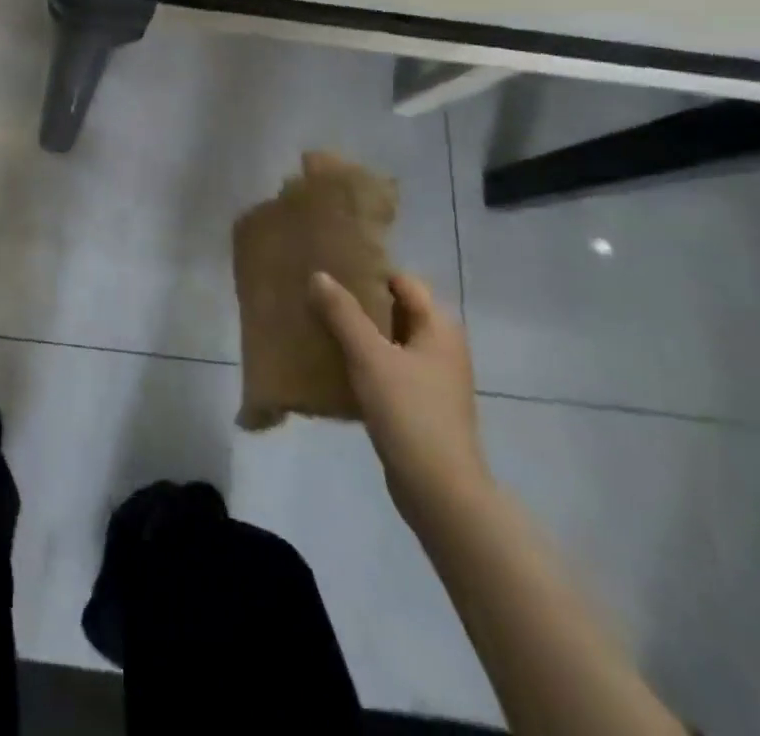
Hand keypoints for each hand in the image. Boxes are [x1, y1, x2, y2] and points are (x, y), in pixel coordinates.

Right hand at [312, 271, 488, 525]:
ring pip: (389, 341)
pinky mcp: (420, 405)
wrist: (440, 491)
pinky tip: (333, 365)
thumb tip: (319, 275)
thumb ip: (343, 313)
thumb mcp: (369, 356)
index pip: (403, 282)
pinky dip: (363, 362)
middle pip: (395, 310)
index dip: (370, 273)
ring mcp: (433, 379)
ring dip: (358, 333)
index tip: (333, 269)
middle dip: (358, 303)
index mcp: (439, 328)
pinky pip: (387, 369)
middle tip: (318, 295)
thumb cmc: (409, 412)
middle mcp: (441, 348)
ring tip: (318, 325)